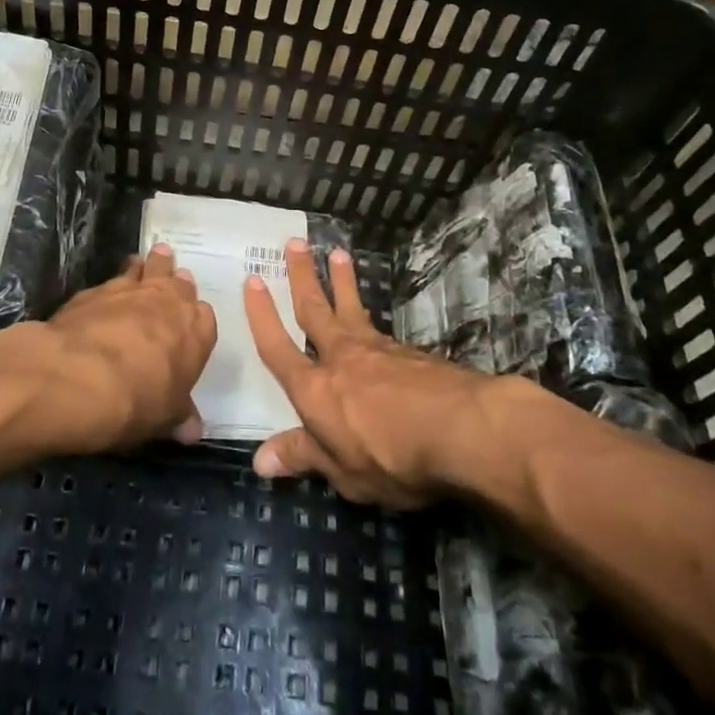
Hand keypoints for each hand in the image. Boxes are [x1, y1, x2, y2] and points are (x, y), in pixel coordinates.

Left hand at [45, 245, 215, 451]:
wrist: (78, 378)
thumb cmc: (136, 402)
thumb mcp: (163, 419)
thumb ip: (179, 416)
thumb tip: (193, 431)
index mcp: (195, 331)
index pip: (204, 317)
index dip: (194, 319)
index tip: (187, 321)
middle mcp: (168, 302)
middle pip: (177, 282)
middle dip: (174, 281)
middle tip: (170, 277)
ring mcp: (131, 290)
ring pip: (145, 268)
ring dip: (147, 266)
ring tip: (143, 262)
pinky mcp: (95, 290)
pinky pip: (111, 280)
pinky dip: (112, 283)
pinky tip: (104, 293)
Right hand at [244, 239, 489, 507]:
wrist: (461, 428)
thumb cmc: (392, 457)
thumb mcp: (343, 472)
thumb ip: (303, 456)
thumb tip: (259, 460)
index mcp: (314, 389)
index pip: (278, 347)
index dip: (262, 315)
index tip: (252, 280)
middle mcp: (340, 358)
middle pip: (314, 309)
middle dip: (302, 276)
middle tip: (295, 243)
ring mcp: (377, 349)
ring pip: (351, 307)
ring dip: (341, 279)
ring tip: (337, 252)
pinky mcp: (410, 352)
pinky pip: (379, 325)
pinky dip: (370, 313)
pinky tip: (374, 320)